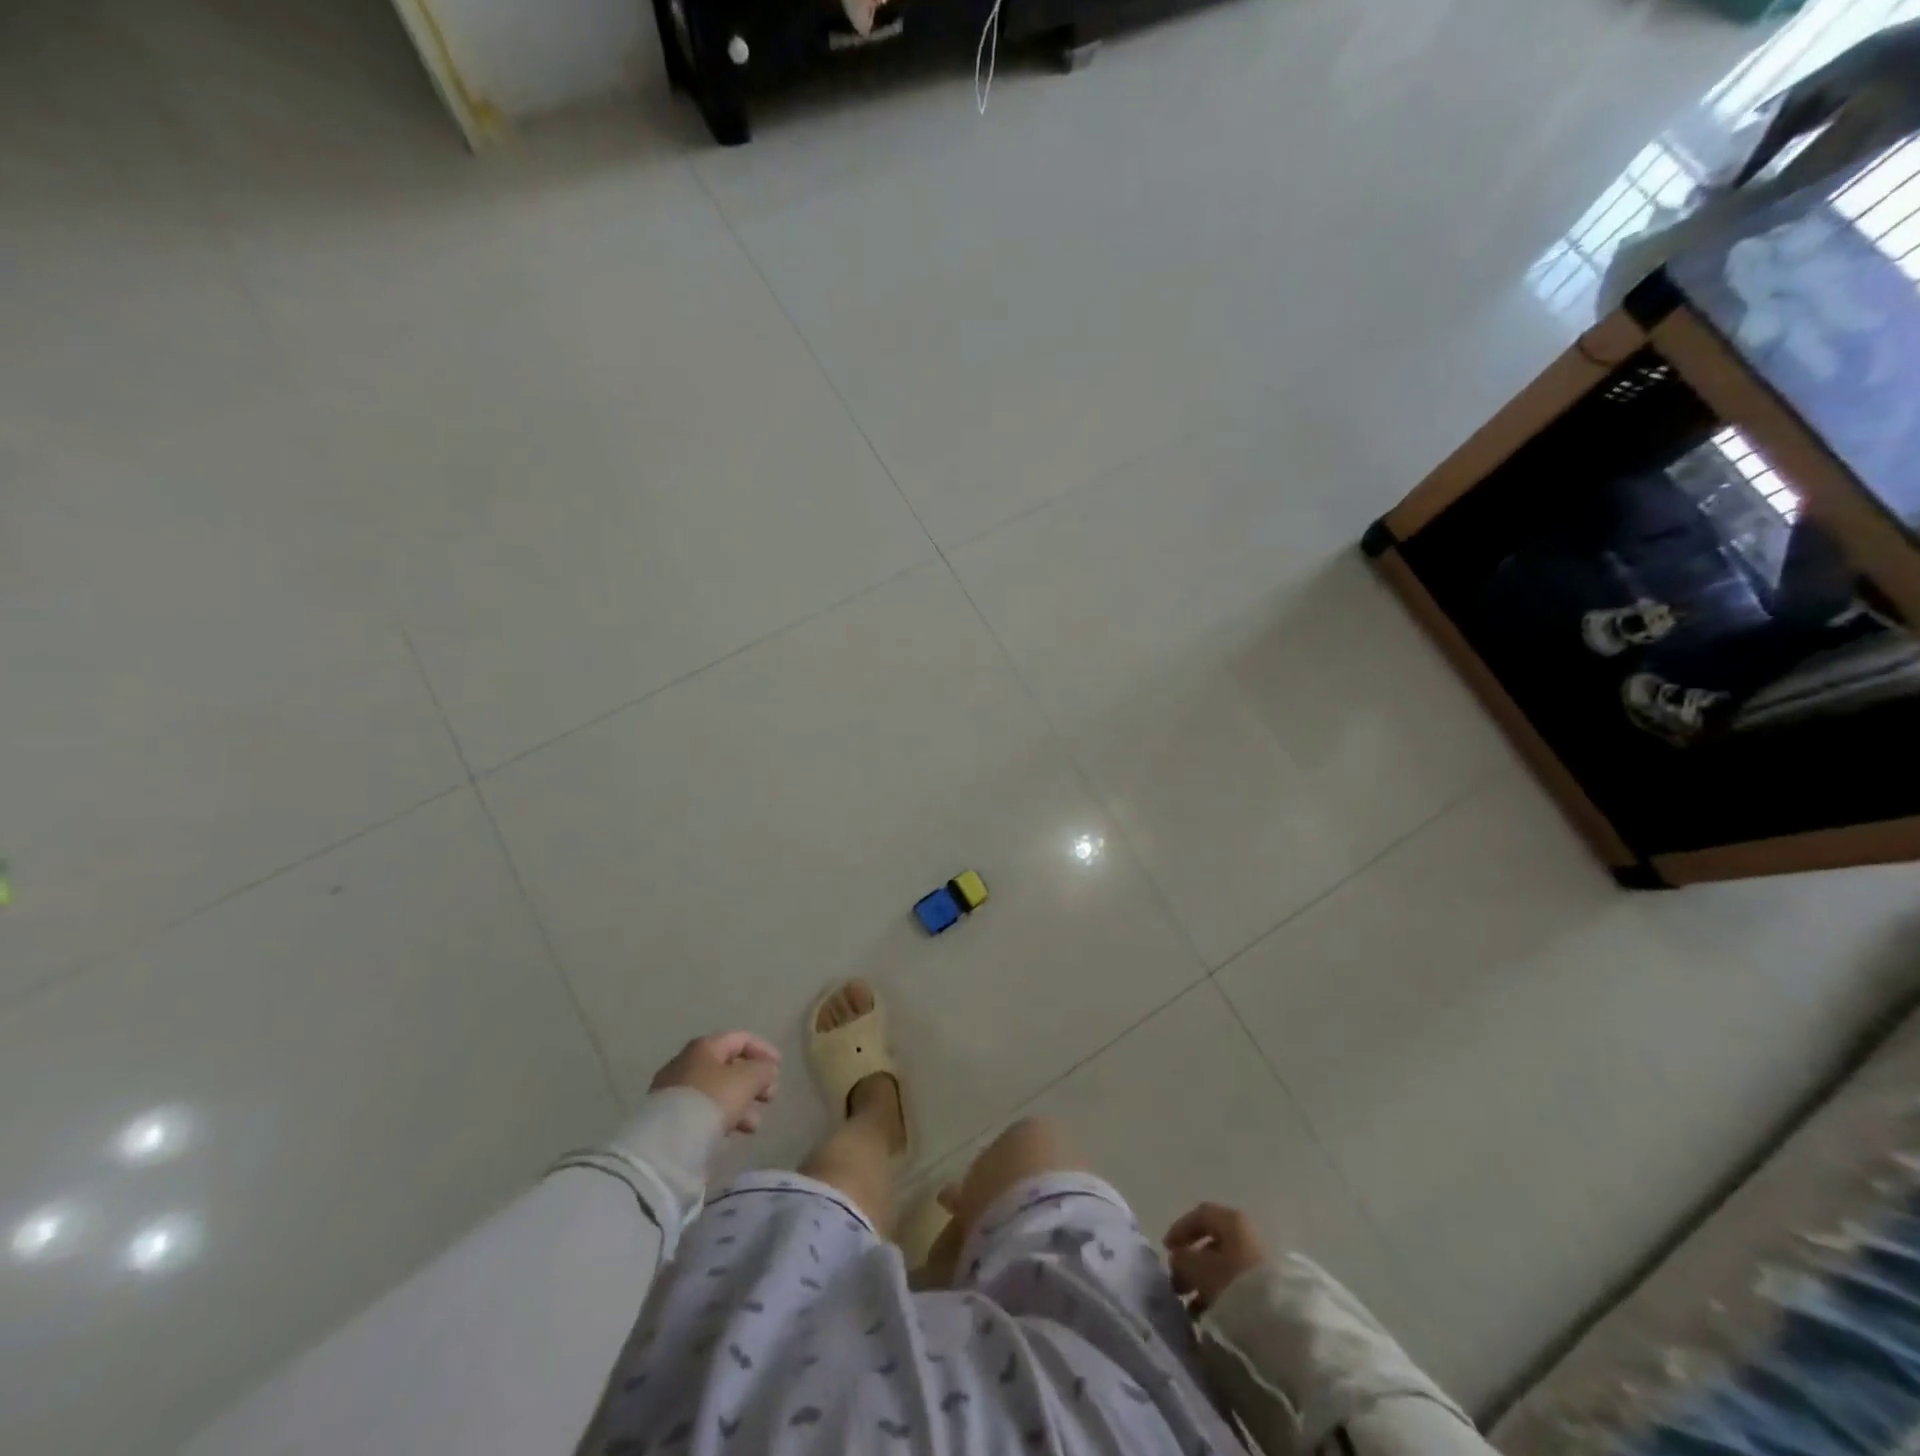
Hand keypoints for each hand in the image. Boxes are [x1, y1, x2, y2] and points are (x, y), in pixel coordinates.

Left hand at [650, 1032, 779, 1134]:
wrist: (667, 1143)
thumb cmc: (712, 1100)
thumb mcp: (748, 1079)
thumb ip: (763, 1069)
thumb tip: (767, 1070)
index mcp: (704, 1047)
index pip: (741, 1039)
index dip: (764, 1050)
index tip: (780, 1068)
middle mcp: (687, 1063)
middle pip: (729, 1066)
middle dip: (754, 1081)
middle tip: (770, 1097)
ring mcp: (675, 1092)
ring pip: (718, 1092)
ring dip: (742, 1104)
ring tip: (754, 1125)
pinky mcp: (670, 1119)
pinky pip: (704, 1111)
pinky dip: (723, 1118)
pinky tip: (732, 1133)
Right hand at [1164, 1202, 1266, 1312]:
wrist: (1282, 1320)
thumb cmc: (1234, 1283)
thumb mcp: (1199, 1269)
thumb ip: (1182, 1259)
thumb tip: (1178, 1258)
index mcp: (1231, 1220)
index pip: (1201, 1215)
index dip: (1180, 1229)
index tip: (1167, 1250)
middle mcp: (1246, 1234)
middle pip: (1212, 1242)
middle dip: (1191, 1263)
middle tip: (1177, 1284)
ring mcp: (1259, 1260)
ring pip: (1224, 1266)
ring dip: (1204, 1283)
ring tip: (1192, 1308)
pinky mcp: (1268, 1286)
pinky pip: (1236, 1283)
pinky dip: (1220, 1294)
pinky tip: (1211, 1315)